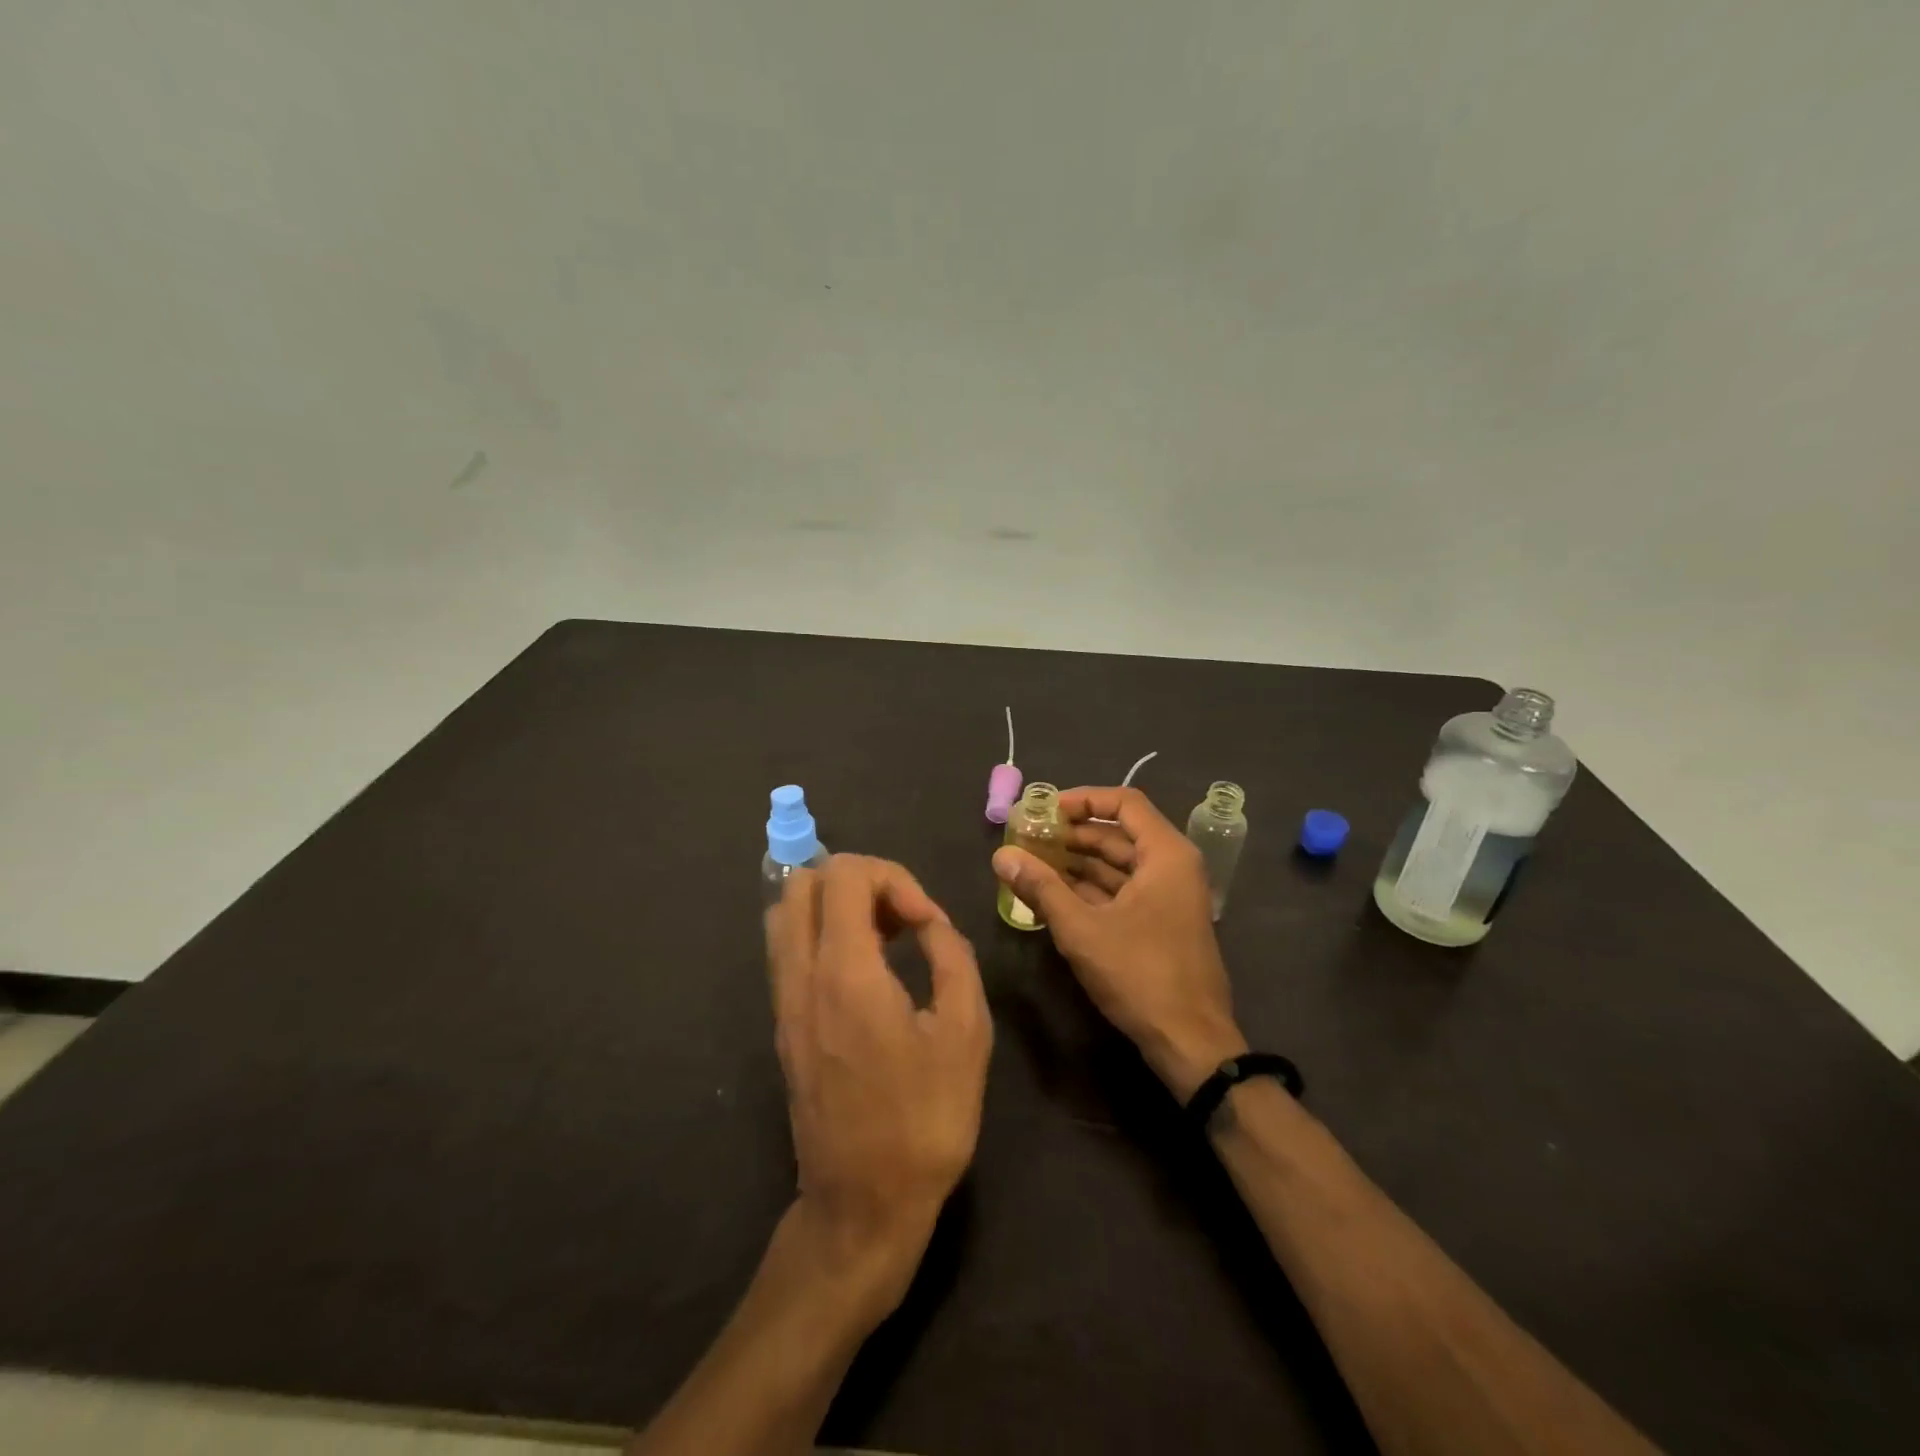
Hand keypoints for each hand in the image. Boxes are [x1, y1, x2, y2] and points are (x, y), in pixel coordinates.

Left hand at [766, 854, 991, 1318]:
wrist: (862, 1205)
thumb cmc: (924, 1121)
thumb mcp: (966, 1033)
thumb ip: (951, 956)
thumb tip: (929, 922)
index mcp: (845, 974)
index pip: (844, 875)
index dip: (893, 878)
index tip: (926, 922)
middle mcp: (801, 976)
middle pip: (804, 881)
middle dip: (860, 881)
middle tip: (902, 917)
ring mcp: (784, 1001)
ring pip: (787, 912)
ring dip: (836, 904)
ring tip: (885, 936)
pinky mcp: (782, 1023)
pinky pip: (788, 947)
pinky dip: (822, 932)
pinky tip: (866, 967)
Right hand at [992, 786, 1246, 1098]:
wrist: (1191, 1042)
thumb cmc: (1140, 975)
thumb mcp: (1082, 929)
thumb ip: (1041, 888)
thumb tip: (1001, 856)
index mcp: (1166, 854)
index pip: (1124, 802)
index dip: (1082, 799)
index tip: (1045, 809)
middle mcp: (1172, 867)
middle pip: (1118, 833)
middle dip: (1072, 834)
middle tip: (1028, 838)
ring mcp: (1168, 897)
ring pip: (1118, 864)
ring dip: (1077, 862)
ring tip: (1032, 864)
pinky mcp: (1161, 923)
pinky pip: (1122, 890)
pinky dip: (1090, 888)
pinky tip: (1053, 895)